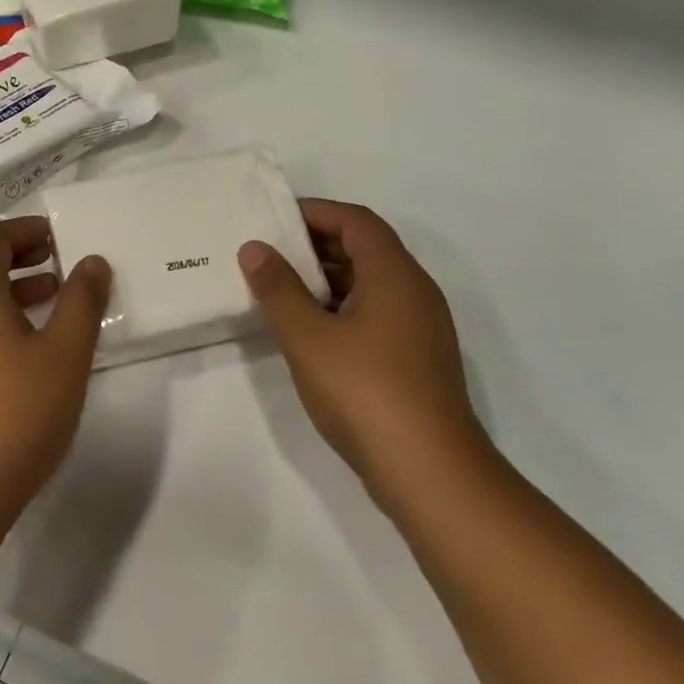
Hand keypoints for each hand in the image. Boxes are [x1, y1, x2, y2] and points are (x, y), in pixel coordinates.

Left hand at [0, 217, 111, 528]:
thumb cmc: (16, 412)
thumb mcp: (65, 353)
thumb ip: (82, 301)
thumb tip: (92, 261)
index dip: (26, 230)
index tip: (60, 236)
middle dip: (15, 253)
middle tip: (55, 259)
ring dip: (6, 284)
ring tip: (50, 296)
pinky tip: (27, 343)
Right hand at [239, 200, 490, 507]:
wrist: (429, 471)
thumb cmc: (364, 391)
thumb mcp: (308, 336)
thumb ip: (278, 289)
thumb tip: (255, 248)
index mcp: (394, 274)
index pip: (355, 221)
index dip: (316, 212)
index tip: (273, 219)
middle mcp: (414, 292)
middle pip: (365, 249)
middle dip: (316, 245)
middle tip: (269, 254)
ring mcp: (420, 328)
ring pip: (369, 285)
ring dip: (326, 281)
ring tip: (279, 290)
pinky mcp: (415, 360)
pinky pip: (375, 315)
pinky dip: (340, 310)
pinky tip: (309, 333)